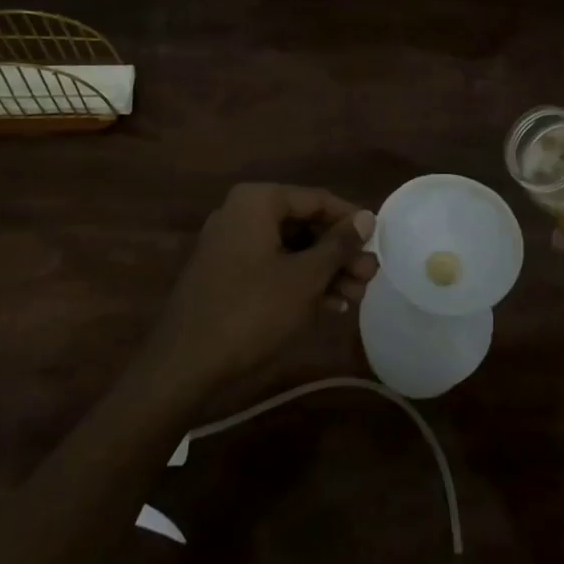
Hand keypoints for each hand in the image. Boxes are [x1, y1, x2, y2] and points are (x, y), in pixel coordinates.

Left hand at [144, 184, 377, 397]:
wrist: (184, 365)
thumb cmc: (251, 311)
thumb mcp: (304, 278)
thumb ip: (338, 245)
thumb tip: (367, 218)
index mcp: (257, 201)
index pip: (316, 199)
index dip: (351, 221)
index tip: (378, 243)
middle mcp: (241, 213)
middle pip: (303, 224)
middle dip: (339, 252)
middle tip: (369, 277)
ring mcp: (230, 244)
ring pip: (290, 248)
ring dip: (324, 270)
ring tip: (356, 296)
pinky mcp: (225, 274)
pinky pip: (272, 266)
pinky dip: (299, 281)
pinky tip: (329, 305)